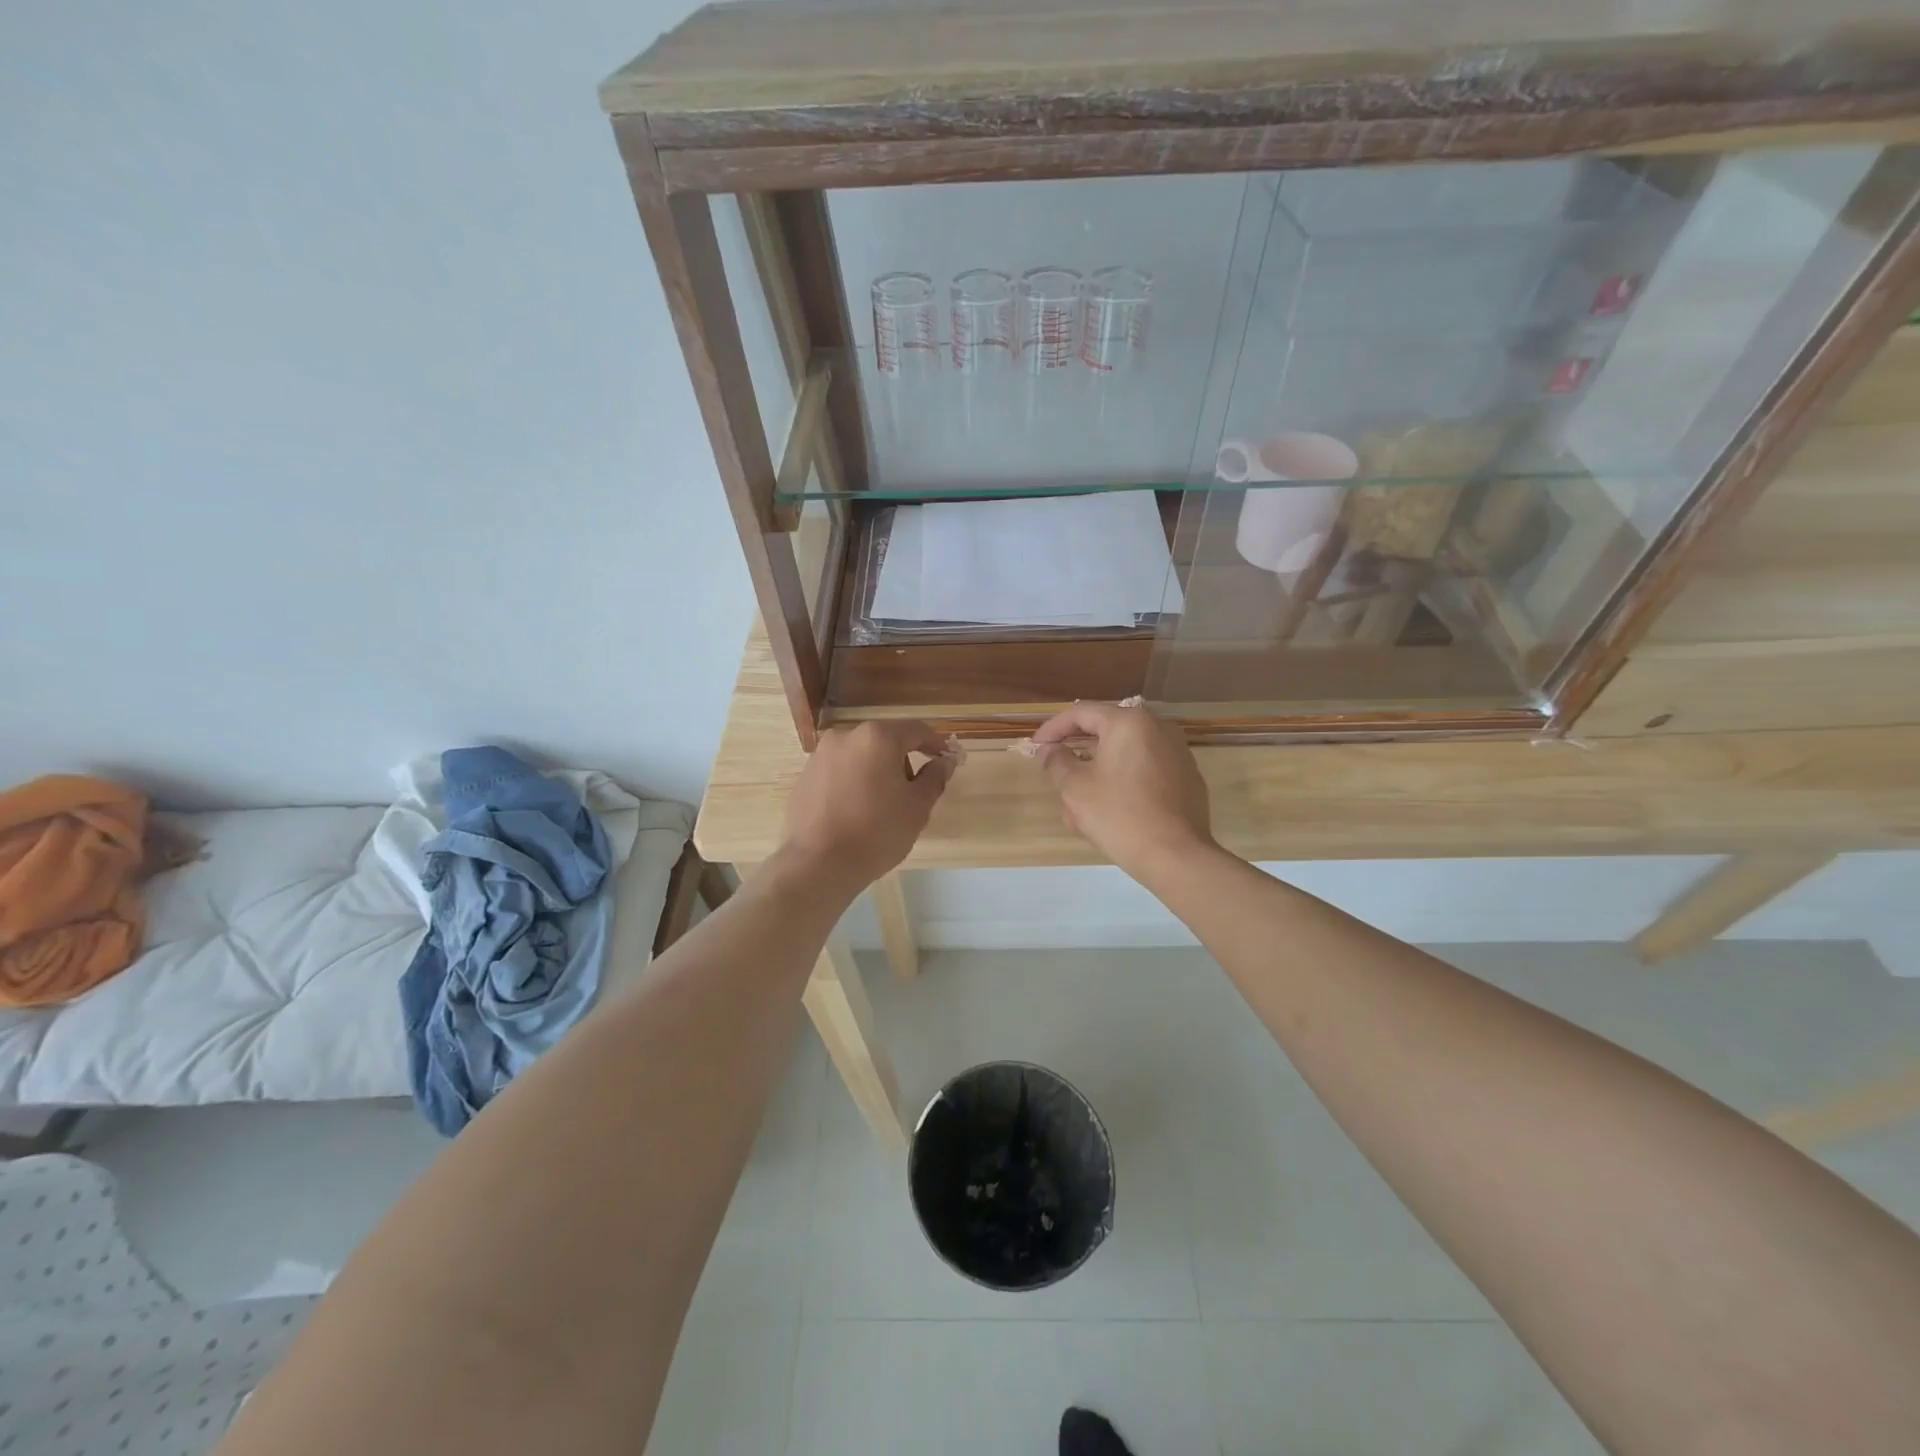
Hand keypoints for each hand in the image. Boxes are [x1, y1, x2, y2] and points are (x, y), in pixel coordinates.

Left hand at [777, 720, 954, 891]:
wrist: (818, 864)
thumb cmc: (876, 832)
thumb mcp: (917, 807)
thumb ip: (935, 777)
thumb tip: (945, 761)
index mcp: (877, 737)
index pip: (916, 730)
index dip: (935, 743)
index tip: (946, 759)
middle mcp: (846, 736)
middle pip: (886, 740)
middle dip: (904, 759)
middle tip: (915, 790)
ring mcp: (821, 755)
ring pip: (861, 754)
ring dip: (878, 770)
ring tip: (884, 804)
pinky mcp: (806, 775)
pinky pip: (840, 770)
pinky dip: (855, 781)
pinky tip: (858, 810)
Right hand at [1031, 702, 1213, 880]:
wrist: (1176, 857)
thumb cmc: (1120, 816)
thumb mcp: (1075, 788)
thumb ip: (1056, 762)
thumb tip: (1049, 750)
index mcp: (1129, 723)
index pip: (1081, 713)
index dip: (1053, 728)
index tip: (1036, 746)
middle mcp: (1157, 728)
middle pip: (1105, 733)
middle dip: (1076, 754)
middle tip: (1054, 773)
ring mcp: (1177, 753)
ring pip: (1124, 756)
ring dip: (1097, 774)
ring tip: (1077, 806)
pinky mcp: (1186, 778)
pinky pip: (1144, 771)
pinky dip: (1122, 783)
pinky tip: (1108, 812)